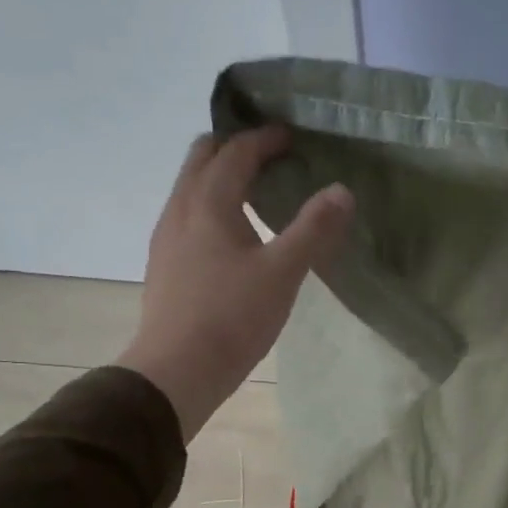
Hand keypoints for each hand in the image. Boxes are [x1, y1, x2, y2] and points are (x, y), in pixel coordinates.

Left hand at [116, 126, 352, 438]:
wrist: (176, 370)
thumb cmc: (232, 318)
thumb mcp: (283, 273)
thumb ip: (314, 230)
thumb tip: (342, 190)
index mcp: (208, 204)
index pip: (235, 152)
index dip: (264, 139)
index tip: (293, 137)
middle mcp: (180, 210)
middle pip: (201, 158)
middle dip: (234, 147)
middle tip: (270, 153)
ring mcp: (167, 238)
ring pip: (189, 187)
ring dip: (219, 175)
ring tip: (254, 189)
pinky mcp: (165, 265)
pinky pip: (187, 214)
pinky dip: (210, 204)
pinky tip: (232, 234)